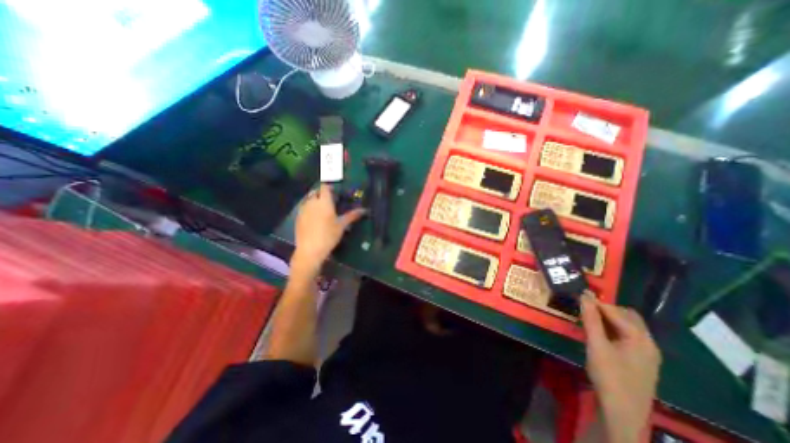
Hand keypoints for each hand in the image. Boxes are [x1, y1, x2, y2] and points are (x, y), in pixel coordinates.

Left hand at [290, 182, 363, 272]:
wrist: (310, 250)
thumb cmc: (328, 236)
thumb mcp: (342, 226)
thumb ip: (352, 216)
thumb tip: (364, 210)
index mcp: (324, 202)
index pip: (325, 187)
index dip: (329, 187)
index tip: (335, 191)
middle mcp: (312, 202)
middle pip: (315, 191)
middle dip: (322, 193)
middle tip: (330, 200)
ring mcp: (303, 209)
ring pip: (308, 199)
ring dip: (315, 200)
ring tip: (322, 208)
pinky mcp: (298, 217)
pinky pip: (304, 207)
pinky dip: (309, 208)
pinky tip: (314, 217)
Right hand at [579, 294, 661, 441]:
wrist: (623, 412)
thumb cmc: (609, 375)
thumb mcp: (596, 345)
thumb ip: (591, 319)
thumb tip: (585, 295)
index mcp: (640, 338)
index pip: (616, 311)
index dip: (597, 302)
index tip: (579, 296)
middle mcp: (649, 343)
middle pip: (628, 316)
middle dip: (606, 309)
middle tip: (585, 309)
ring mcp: (648, 353)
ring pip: (629, 326)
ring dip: (610, 319)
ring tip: (590, 320)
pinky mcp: (643, 361)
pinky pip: (629, 336)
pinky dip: (615, 329)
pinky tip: (601, 334)